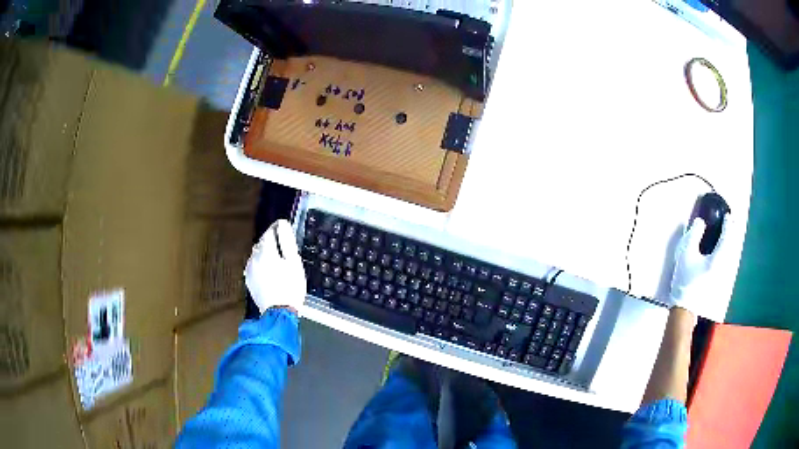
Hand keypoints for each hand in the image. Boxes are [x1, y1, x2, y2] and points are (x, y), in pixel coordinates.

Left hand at [244, 219, 306, 314]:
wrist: (279, 312)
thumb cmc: (290, 287)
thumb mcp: (294, 263)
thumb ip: (287, 241)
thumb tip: (282, 224)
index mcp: (265, 252)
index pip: (269, 232)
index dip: (277, 228)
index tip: (284, 227)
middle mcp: (254, 258)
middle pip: (261, 243)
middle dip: (270, 240)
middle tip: (282, 245)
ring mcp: (250, 270)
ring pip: (256, 254)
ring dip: (265, 252)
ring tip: (277, 259)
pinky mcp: (249, 280)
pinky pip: (254, 266)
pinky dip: (261, 264)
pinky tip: (269, 271)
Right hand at [668, 215, 729, 312]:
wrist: (685, 308)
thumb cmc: (685, 281)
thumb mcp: (686, 254)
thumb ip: (694, 235)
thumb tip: (701, 222)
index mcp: (717, 259)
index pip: (726, 237)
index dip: (728, 224)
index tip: (727, 216)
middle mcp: (724, 267)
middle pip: (732, 246)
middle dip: (732, 233)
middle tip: (730, 223)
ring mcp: (723, 276)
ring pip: (731, 255)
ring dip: (730, 243)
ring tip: (728, 236)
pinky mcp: (719, 282)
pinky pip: (727, 262)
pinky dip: (727, 253)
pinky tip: (723, 252)